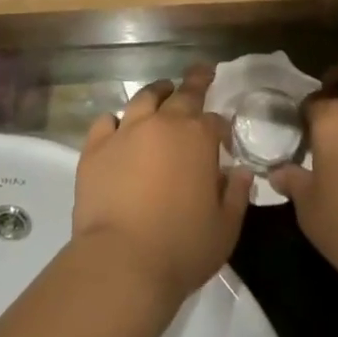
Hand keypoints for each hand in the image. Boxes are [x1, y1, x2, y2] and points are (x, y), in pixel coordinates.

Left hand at [73, 66, 253, 306]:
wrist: (122, 263)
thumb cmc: (182, 248)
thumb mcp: (225, 228)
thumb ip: (237, 195)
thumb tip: (241, 172)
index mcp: (198, 137)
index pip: (215, 121)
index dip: (221, 128)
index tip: (223, 138)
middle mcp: (163, 123)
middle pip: (183, 93)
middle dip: (196, 81)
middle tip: (202, 73)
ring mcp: (126, 131)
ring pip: (144, 97)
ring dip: (158, 92)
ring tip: (163, 92)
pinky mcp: (96, 147)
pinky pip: (106, 121)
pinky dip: (116, 121)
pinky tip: (118, 128)